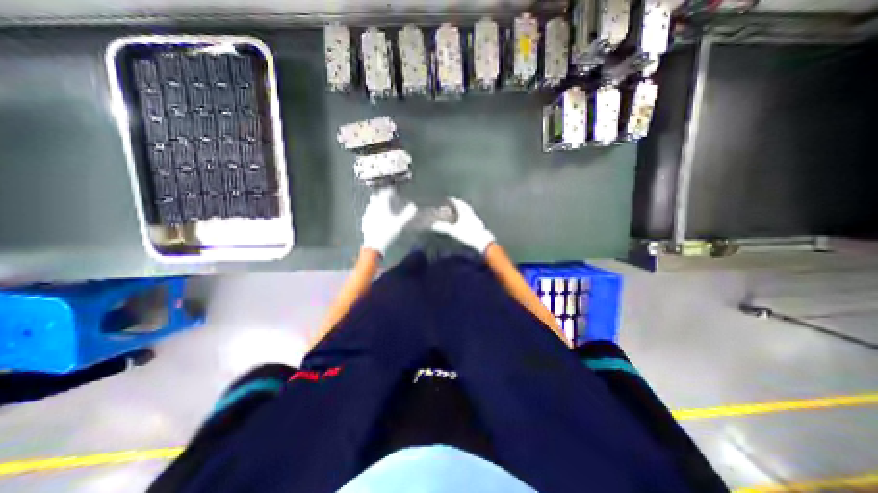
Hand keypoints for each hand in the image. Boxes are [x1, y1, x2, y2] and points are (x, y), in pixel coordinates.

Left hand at [361, 187, 419, 256]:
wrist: (374, 245)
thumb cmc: (388, 232)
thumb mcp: (400, 224)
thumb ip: (408, 214)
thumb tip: (414, 206)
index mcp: (381, 205)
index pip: (385, 193)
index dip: (390, 191)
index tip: (394, 190)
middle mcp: (373, 207)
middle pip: (376, 196)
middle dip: (381, 195)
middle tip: (388, 197)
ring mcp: (367, 214)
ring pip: (371, 204)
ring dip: (376, 203)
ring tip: (382, 206)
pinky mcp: (364, 222)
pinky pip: (368, 213)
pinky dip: (372, 212)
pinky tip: (375, 217)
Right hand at [432, 196, 492, 253]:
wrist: (483, 243)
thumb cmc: (468, 235)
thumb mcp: (454, 232)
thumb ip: (444, 228)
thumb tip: (434, 225)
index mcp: (466, 213)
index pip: (459, 204)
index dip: (454, 201)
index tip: (450, 199)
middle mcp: (472, 214)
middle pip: (465, 207)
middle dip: (460, 204)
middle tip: (455, 204)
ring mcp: (477, 220)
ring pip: (470, 212)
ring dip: (464, 211)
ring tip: (459, 212)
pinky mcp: (480, 226)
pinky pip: (472, 218)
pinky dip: (468, 217)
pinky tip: (466, 222)